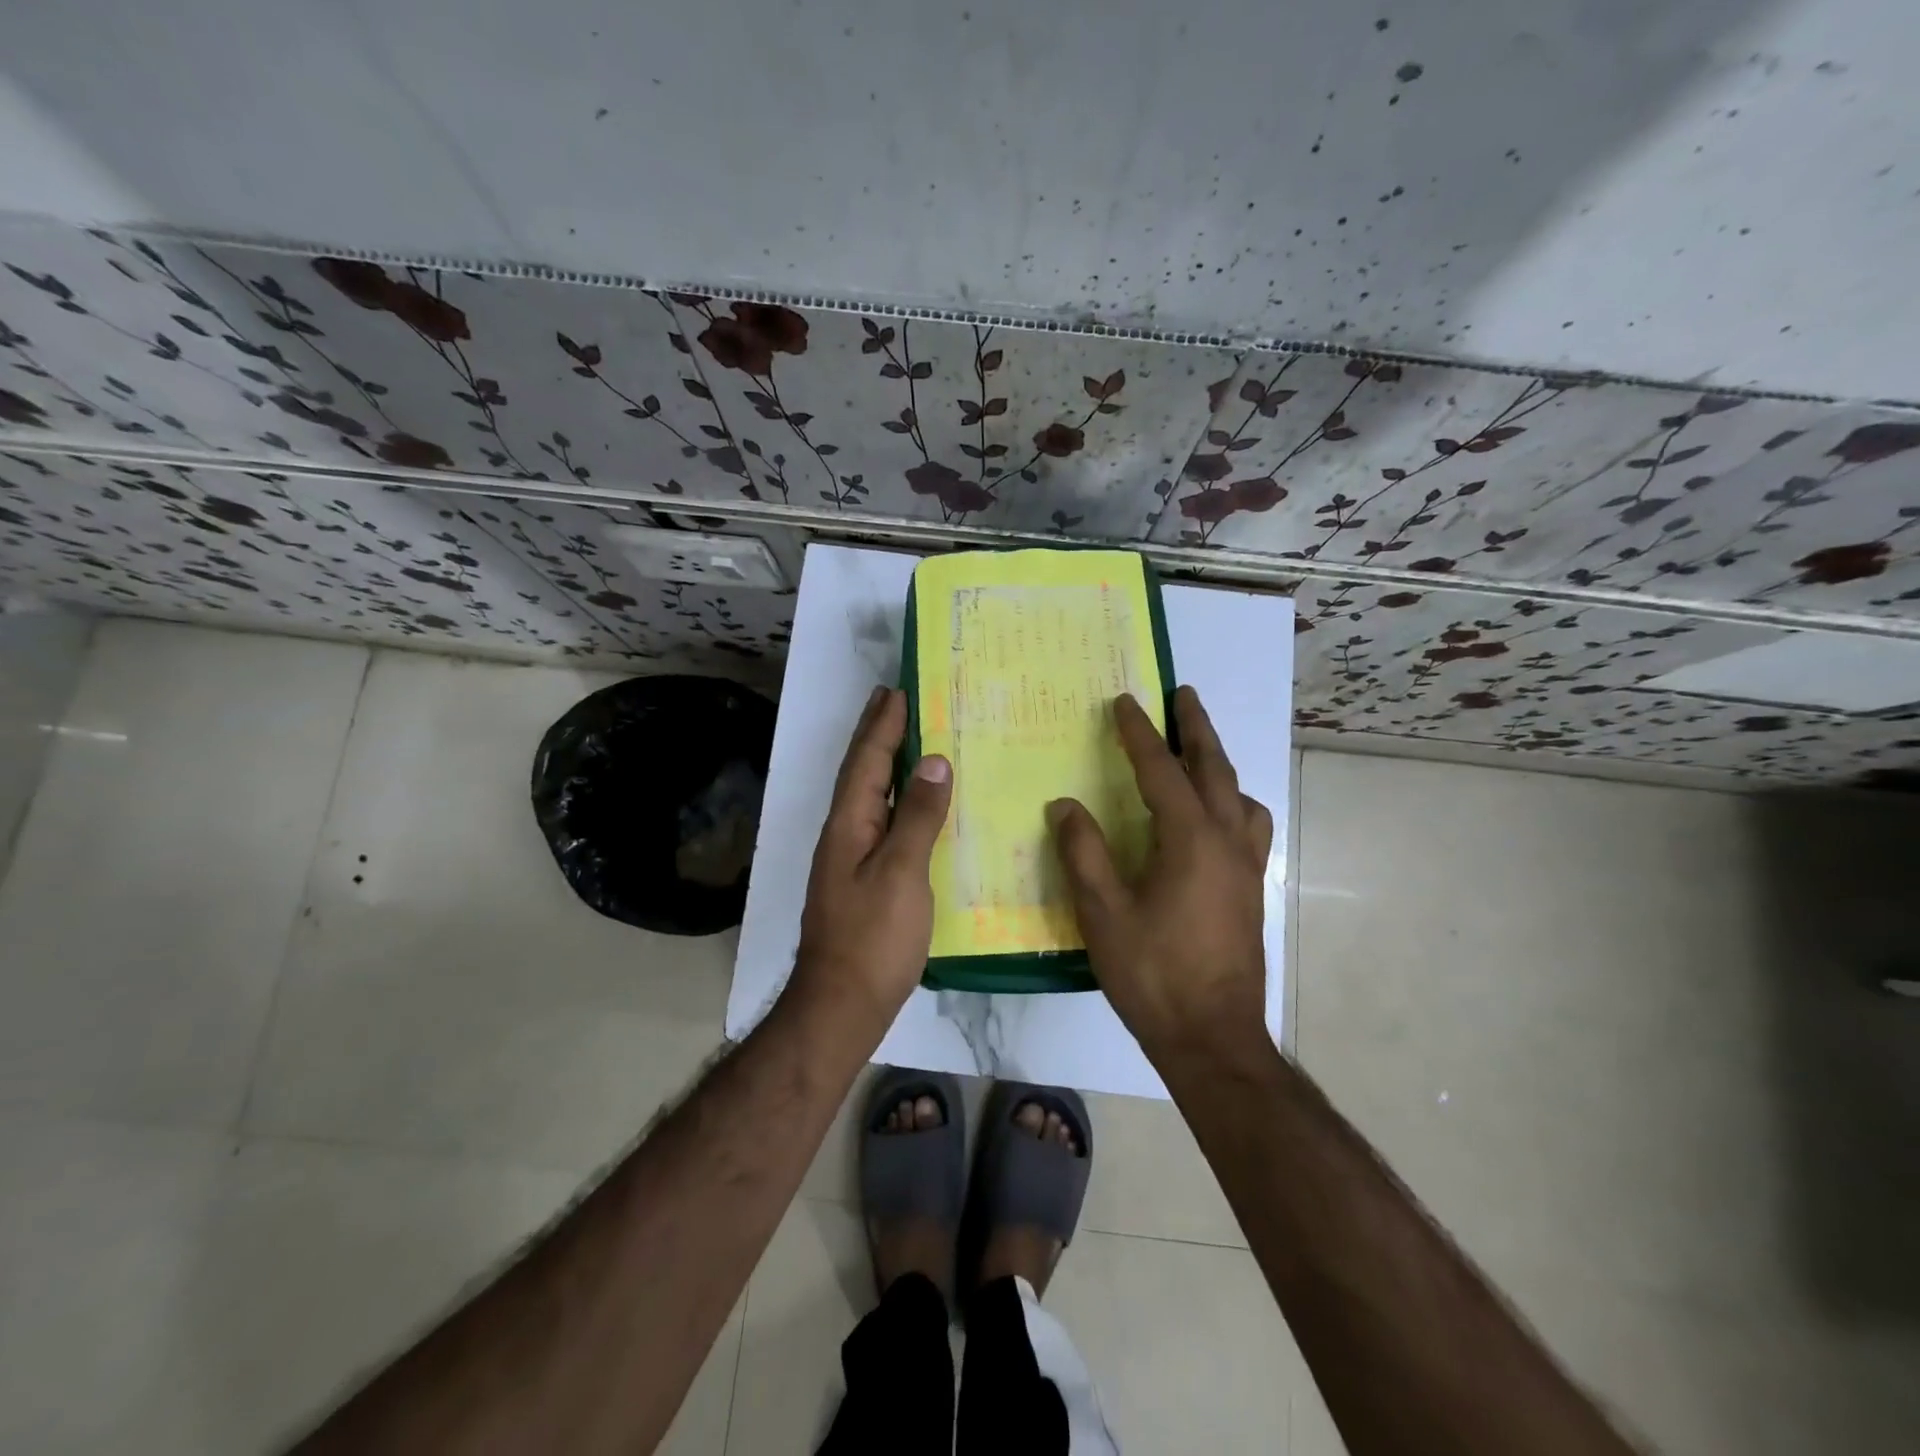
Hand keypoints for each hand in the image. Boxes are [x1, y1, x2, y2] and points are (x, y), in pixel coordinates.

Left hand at [789, 685, 952, 1032]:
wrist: (842, 1004)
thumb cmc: (873, 937)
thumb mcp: (901, 872)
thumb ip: (918, 817)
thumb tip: (933, 762)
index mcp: (849, 824)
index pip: (867, 761)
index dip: (882, 725)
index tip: (897, 690)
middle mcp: (845, 834)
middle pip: (862, 774)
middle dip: (876, 735)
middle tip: (894, 700)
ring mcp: (851, 859)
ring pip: (872, 798)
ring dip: (887, 765)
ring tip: (908, 739)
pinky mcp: (864, 881)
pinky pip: (883, 824)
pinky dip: (898, 802)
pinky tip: (915, 807)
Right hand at [1047, 686, 1273, 1061]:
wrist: (1212, 1037)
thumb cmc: (1153, 973)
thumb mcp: (1103, 913)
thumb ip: (1084, 853)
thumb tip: (1065, 805)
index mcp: (1190, 840)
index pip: (1161, 770)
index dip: (1139, 734)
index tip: (1124, 702)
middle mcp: (1227, 840)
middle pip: (1214, 768)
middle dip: (1195, 728)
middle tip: (1185, 694)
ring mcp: (1247, 866)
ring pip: (1240, 795)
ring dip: (1219, 764)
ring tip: (1200, 752)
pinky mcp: (1252, 889)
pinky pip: (1250, 826)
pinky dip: (1234, 802)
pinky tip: (1216, 818)